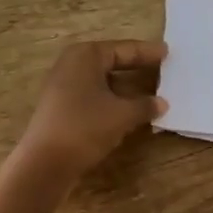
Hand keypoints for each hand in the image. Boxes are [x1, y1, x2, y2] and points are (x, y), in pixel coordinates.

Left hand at [17, 39, 167, 180]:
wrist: (45, 163)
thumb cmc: (85, 127)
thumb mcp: (122, 115)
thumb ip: (145, 105)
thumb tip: (162, 103)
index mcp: (86, 56)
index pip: (123, 49)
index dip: (147, 52)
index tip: (167, 52)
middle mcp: (71, 64)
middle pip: (110, 61)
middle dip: (135, 66)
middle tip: (161, 67)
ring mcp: (62, 85)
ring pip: (101, 80)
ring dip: (124, 85)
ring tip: (149, 89)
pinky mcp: (60, 106)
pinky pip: (93, 94)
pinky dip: (111, 98)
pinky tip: (127, 108)